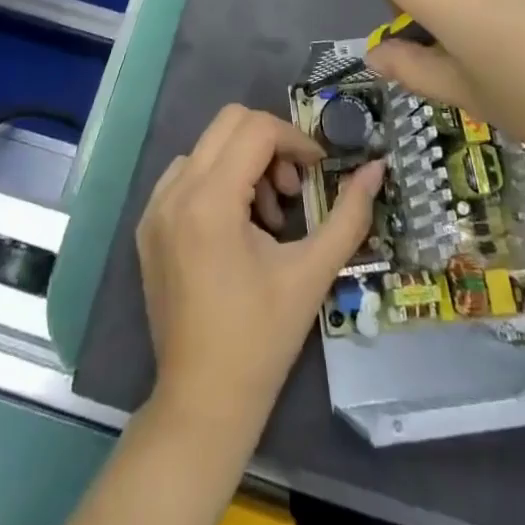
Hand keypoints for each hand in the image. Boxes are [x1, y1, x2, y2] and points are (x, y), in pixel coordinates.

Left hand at [137, 105, 384, 437]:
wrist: (203, 401)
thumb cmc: (262, 339)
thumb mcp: (312, 272)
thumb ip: (349, 215)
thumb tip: (376, 168)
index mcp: (209, 200)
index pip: (256, 129)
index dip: (295, 140)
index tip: (319, 170)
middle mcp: (174, 191)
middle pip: (228, 123)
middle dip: (270, 145)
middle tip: (292, 190)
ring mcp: (155, 207)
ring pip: (207, 147)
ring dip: (243, 164)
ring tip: (268, 218)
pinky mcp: (148, 225)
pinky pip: (184, 175)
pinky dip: (216, 181)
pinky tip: (237, 228)